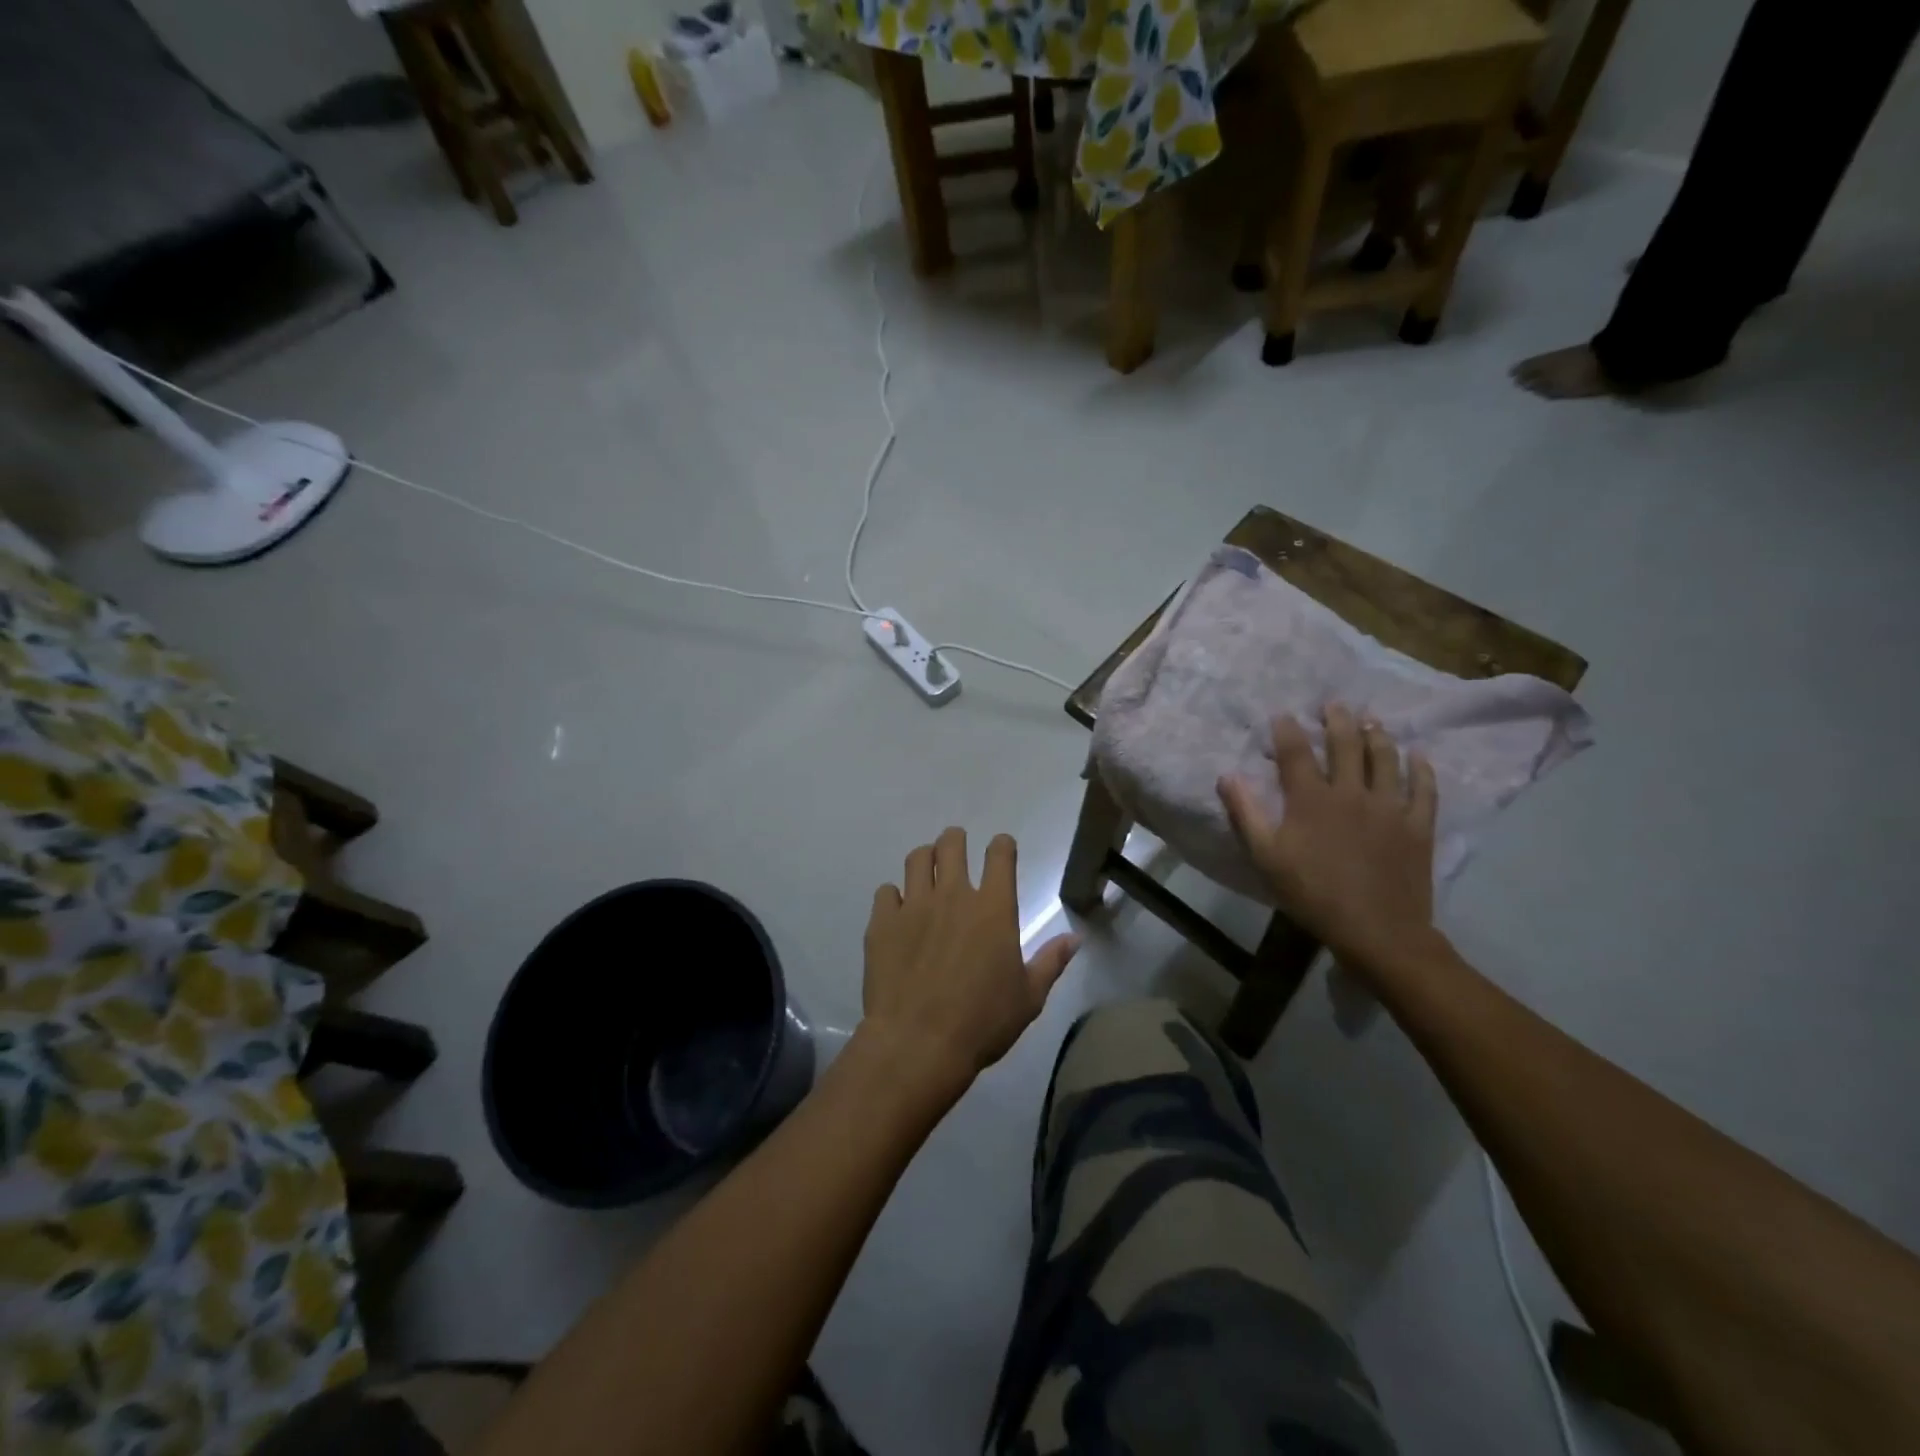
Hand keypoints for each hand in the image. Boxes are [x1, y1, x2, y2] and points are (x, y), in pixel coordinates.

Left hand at [862, 827, 1078, 1096]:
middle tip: (956, 850)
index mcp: (993, 908)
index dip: (1002, 846)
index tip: (1002, 849)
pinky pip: (886, 891)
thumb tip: (1075, 938)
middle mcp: (953, 894)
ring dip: (925, 859)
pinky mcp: (882, 923)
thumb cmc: (982, 1023)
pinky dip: (894, 897)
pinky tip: (898, 912)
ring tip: (926, 873)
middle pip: (951, 843)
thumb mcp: (1028, 997)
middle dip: (956, 840)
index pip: (1000, 854)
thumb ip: (1051, 962)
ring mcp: (913, 905)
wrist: (918, 1044)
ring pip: (916, 858)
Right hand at [1217, 704, 1439, 976]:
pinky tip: (1418, 755)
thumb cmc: (1312, 893)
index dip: (1288, 730)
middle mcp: (1351, 792)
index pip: (1296, 753)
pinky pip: (1423, 788)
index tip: (1283, 714)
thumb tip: (1227, 776)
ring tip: (1372, 720)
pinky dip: (1421, 769)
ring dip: (1377, 735)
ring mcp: (1389, 807)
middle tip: (1335, 703)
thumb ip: (1246, 813)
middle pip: (1345, 745)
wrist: (1376, 930)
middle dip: (1338, 720)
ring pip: (1385, 759)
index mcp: (1311, 799)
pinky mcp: (1418, 825)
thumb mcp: (1266, 857)